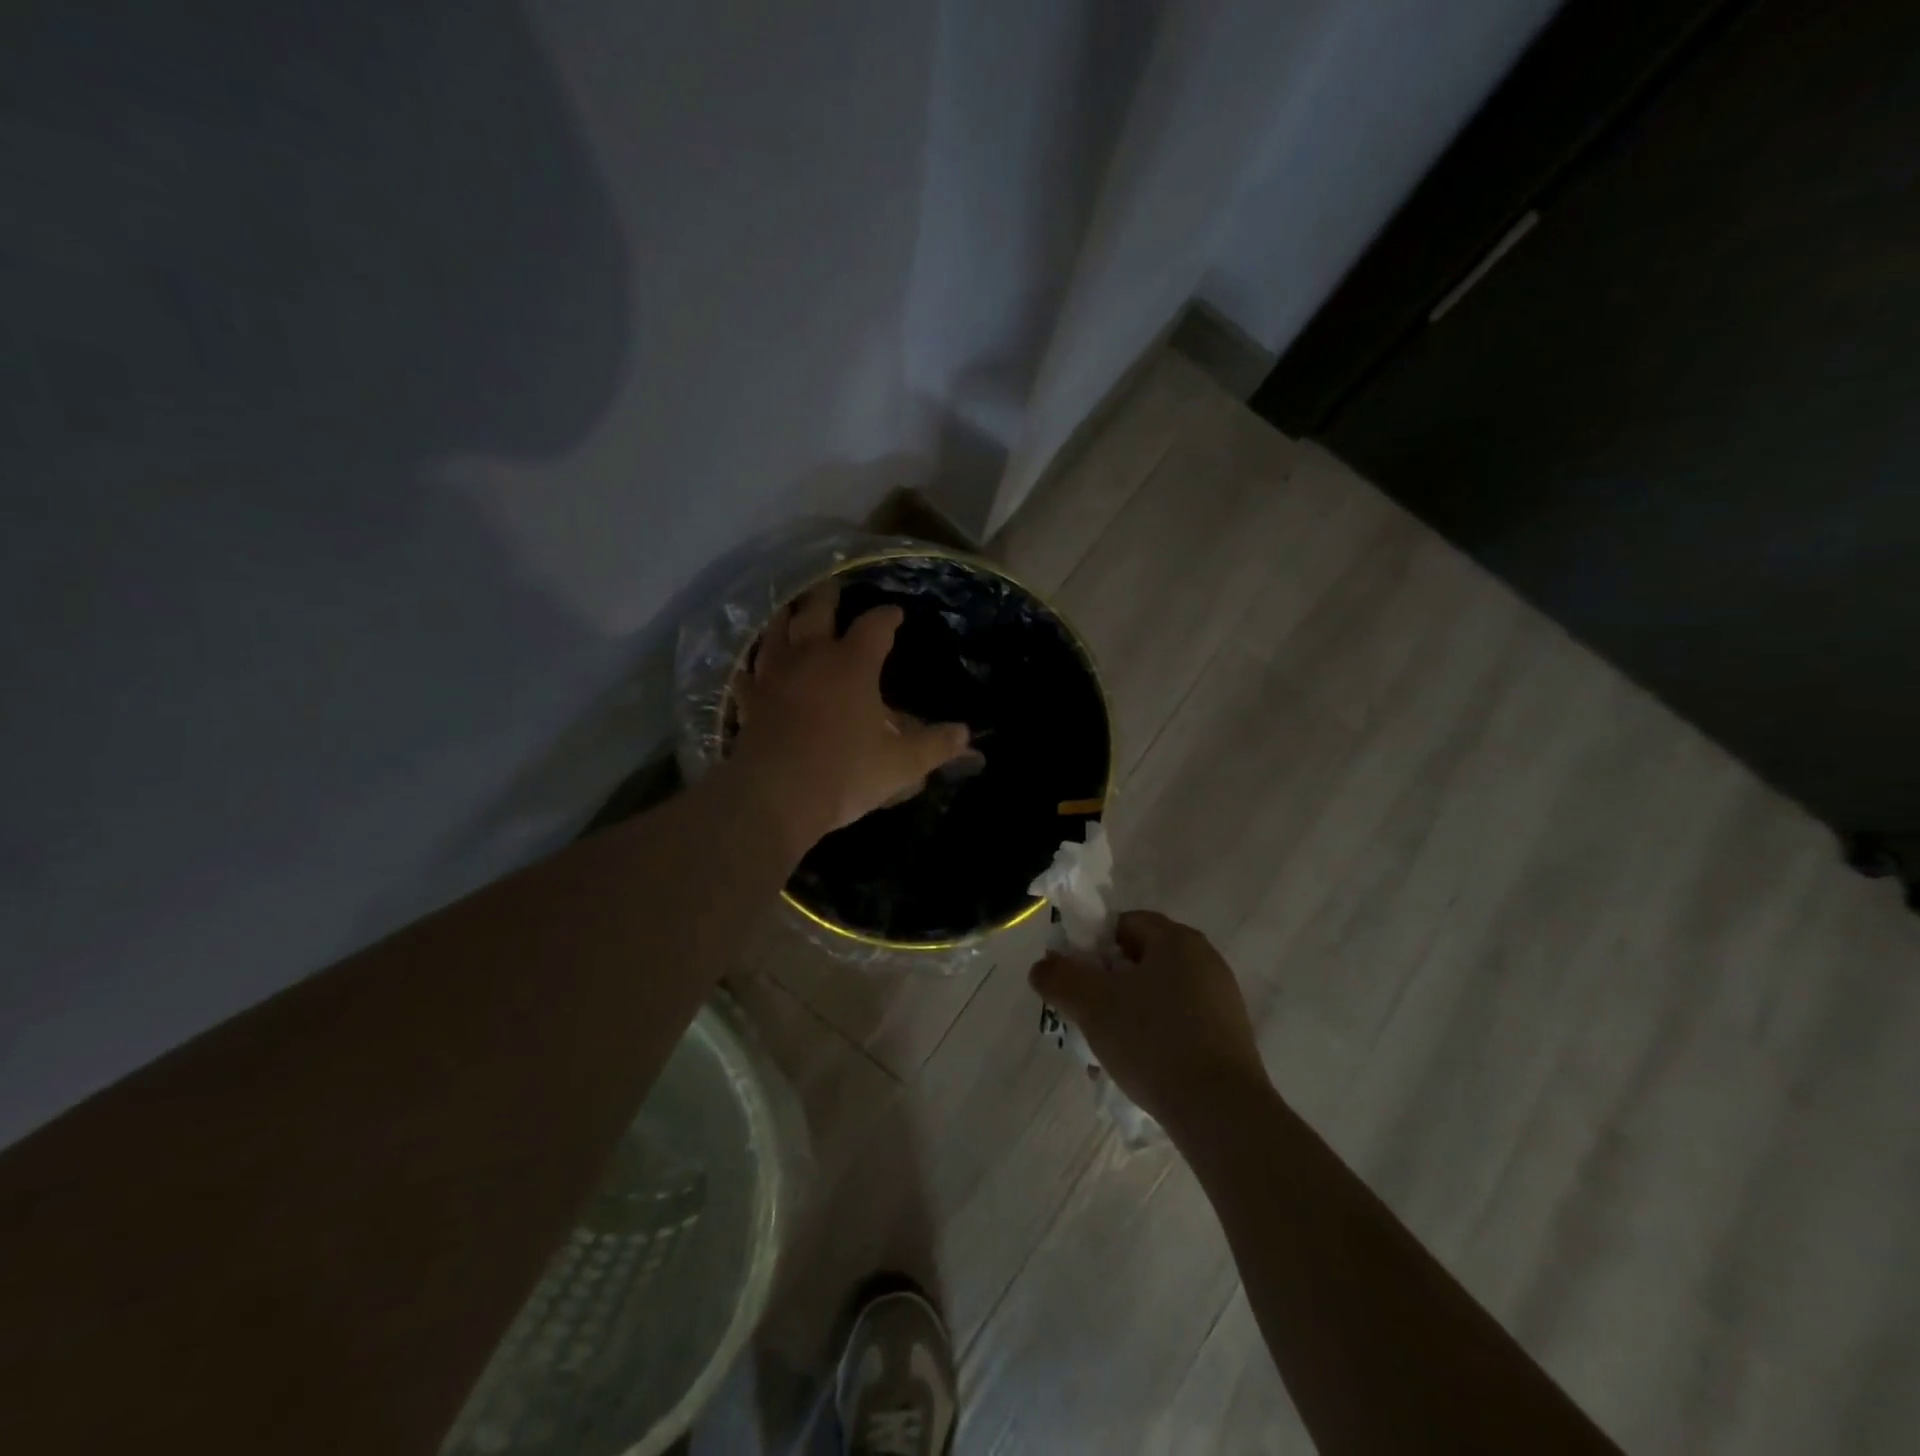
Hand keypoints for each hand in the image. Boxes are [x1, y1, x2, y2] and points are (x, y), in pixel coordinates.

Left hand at [730, 583, 971, 845]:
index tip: (896, 613)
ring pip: (776, 631)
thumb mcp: (901, 764)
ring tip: (791, 608)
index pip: (874, 626)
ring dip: (785, 616)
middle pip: (817, 610)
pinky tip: (752, 668)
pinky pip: (748, 674)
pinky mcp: (749, 700)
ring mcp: (774, 676)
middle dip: (828, 595)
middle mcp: (811, 657)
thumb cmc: (845, 773)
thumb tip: (965, 734)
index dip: (887, 616)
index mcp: (852, 664)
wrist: (776, 796)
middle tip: (833, 583)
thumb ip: (935, 745)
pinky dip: (752, 666)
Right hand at [1030, 911, 1269, 1131]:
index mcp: (1176, 939)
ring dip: (1128, 1015)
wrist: (1221, 1112)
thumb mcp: (1091, 1004)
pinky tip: (1139, 1070)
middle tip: (1085, 1016)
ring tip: (1106, 1051)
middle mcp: (1205, 960)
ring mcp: (1222, 1000)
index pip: (1125, 923)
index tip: (1075, 978)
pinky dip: (1155, 1038)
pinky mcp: (1230, 1038)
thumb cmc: (1153, 1041)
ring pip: (1158, 996)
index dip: (1092, 945)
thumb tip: (1042, 967)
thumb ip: (1059, 978)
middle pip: (1141, 960)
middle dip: (1107, 985)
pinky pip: (1180, 1025)